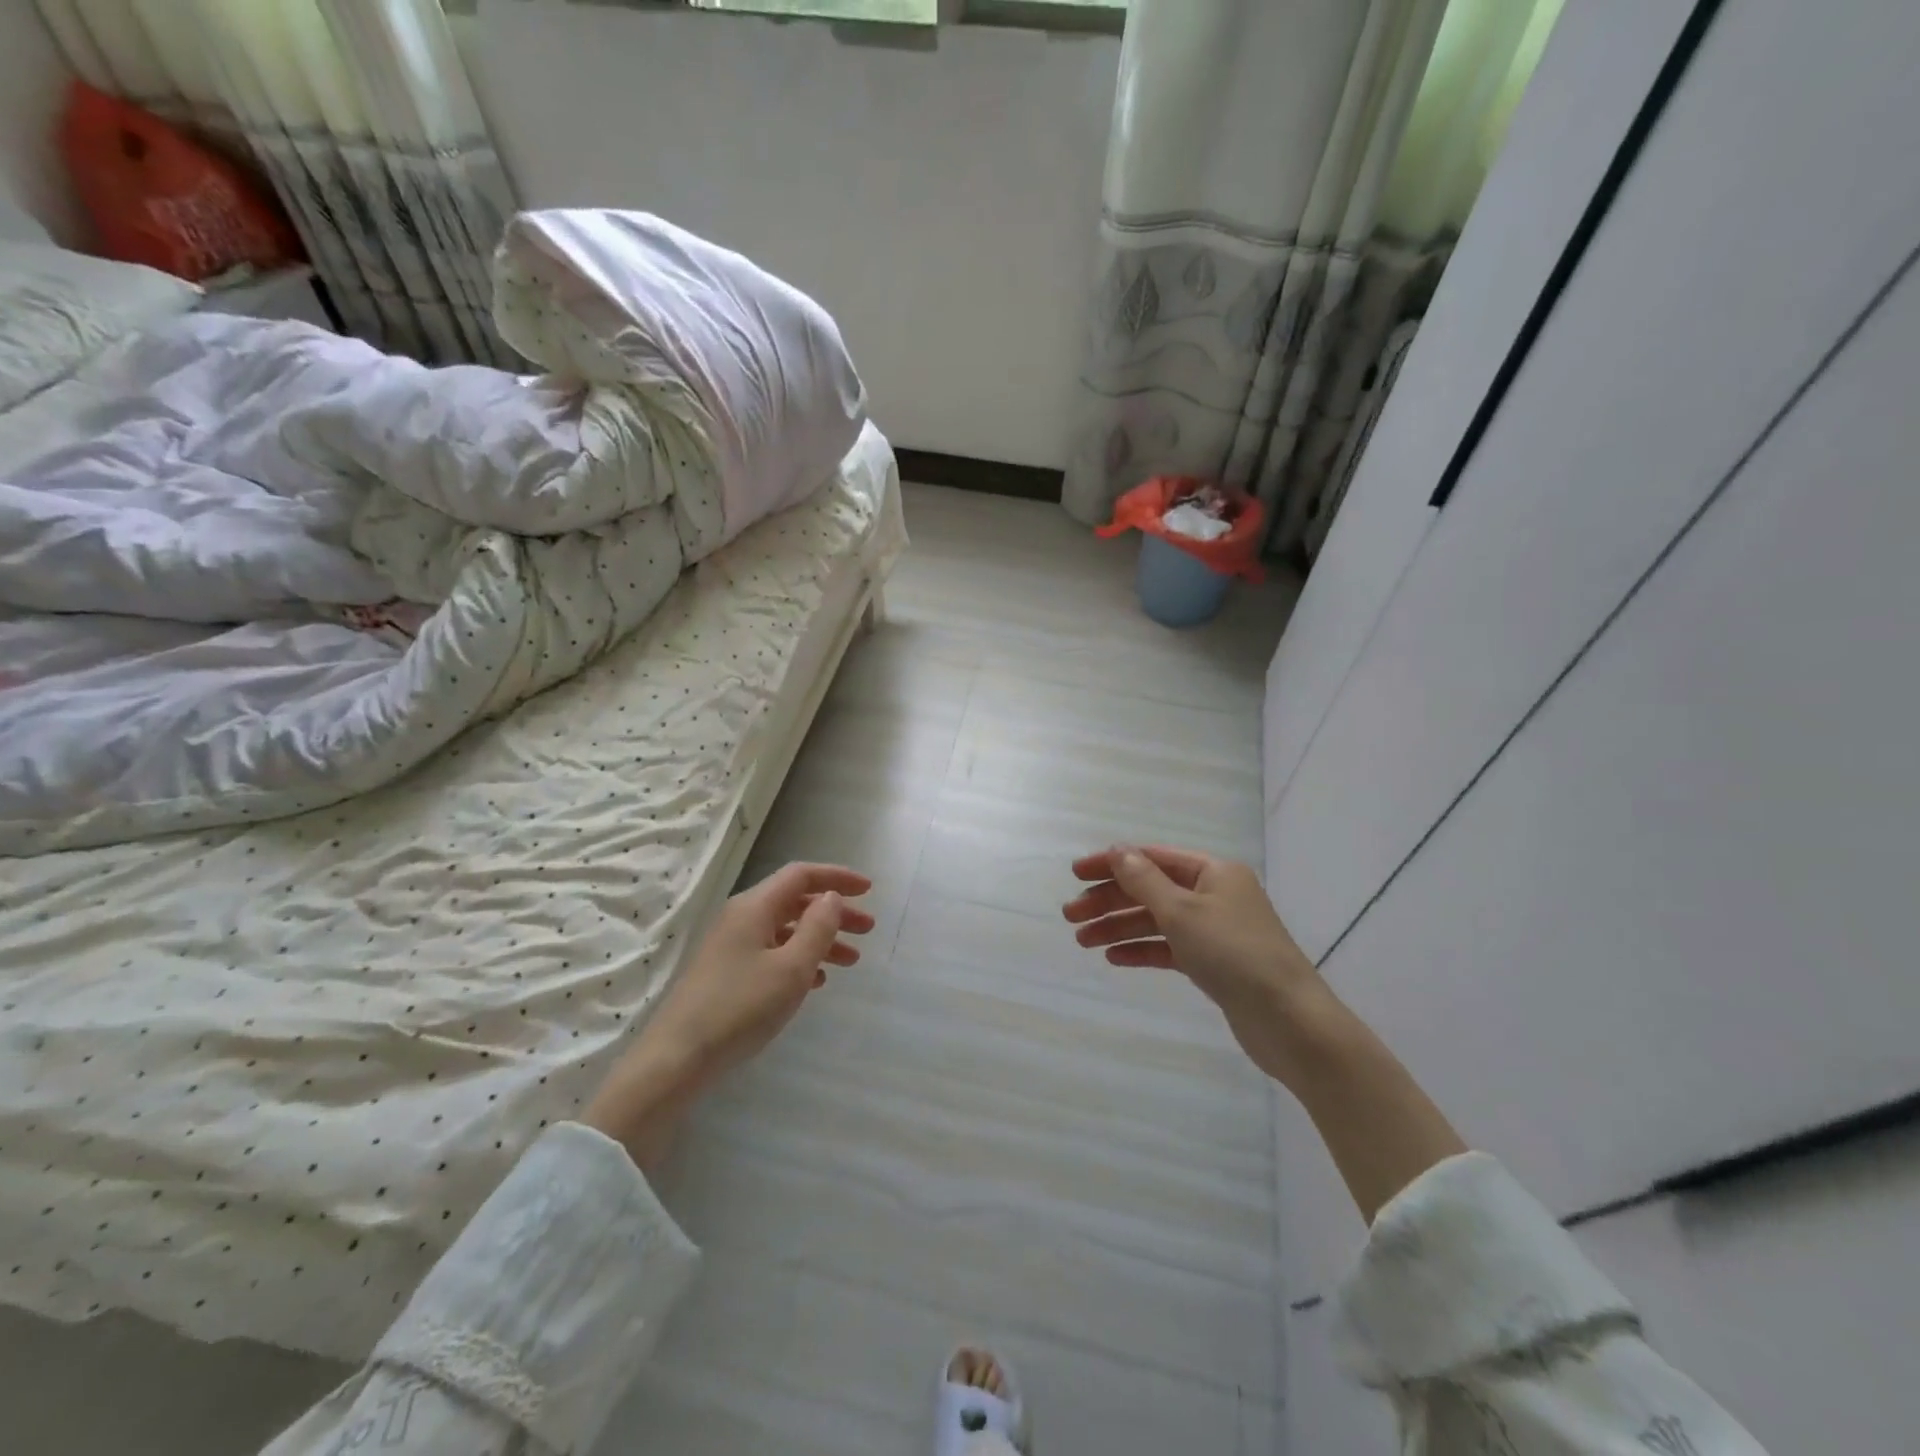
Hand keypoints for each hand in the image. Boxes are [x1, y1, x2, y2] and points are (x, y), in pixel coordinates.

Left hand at [584, 863, 872, 1168]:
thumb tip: (831, 897)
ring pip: (786, 930)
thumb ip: (818, 928)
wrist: (677, 1059)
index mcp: (755, 907)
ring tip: (851, 960)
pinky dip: (799, 958)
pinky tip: (817, 981)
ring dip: (821, 939)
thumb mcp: (791, 968)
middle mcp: (742, 918)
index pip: (801, 875)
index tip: (869, 890)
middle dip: (834, 912)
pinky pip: (773, 952)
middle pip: (796, 902)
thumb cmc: (740, 1008)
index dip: (837, 877)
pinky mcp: (727, 973)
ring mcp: (732, 946)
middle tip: (868, 929)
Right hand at [1063, 845, 1334, 1088]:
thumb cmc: (1234, 954)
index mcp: (1212, 871)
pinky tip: (1114, 958)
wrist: (1290, 1021)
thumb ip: (1144, 880)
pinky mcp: (1214, 963)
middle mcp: (1214, 894)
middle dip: (1109, 901)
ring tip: (1082, 942)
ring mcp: (1215, 930)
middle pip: (1150, 889)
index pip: (1151, 858)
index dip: (1111, 863)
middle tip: (1070, 916)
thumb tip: (1116, 851)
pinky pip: (1169, 948)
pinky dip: (1142, 950)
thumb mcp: (1182, 911)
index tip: (1075, 874)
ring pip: (1156, 921)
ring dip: (1119, 928)